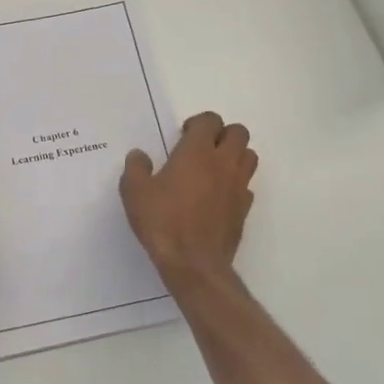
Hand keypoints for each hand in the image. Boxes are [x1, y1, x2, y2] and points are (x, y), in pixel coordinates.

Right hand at [120, 112, 257, 283]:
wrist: (194, 263)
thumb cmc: (163, 222)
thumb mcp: (134, 192)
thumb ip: (136, 168)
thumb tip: (139, 155)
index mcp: (197, 152)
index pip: (210, 120)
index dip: (198, 123)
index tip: (182, 137)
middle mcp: (223, 163)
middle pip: (238, 132)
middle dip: (222, 134)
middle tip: (201, 149)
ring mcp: (238, 186)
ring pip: (249, 156)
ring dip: (234, 156)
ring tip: (213, 170)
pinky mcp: (244, 209)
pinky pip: (246, 185)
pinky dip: (236, 184)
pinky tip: (217, 197)